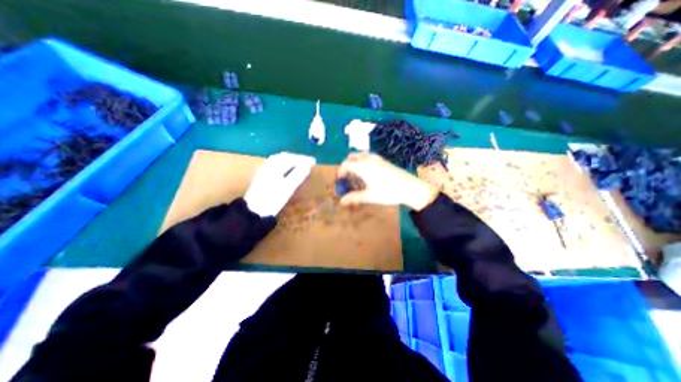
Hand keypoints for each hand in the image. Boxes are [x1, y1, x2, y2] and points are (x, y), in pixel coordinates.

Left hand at [246, 152, 316, 217]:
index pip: (291, 158)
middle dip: (297, 157)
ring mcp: (264, 171)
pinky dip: (283, 163)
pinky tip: (286, 168)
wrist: (254, 211)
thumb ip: (298, 175)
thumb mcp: (288, 188)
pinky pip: (274, 164)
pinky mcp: (262, 176)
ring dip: (290, 159)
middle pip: (284, 156)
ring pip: (278, 159)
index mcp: (275, 167)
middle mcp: (269, 166)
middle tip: (308, 161)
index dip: (303, 159)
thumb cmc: (273, 199)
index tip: (313, 161)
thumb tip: (308, 165)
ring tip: (299, 163)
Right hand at [337, 152, 438, 211]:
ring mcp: (377, 159)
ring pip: (361, 155)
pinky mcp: (383, 160)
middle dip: (347, 164)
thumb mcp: (370, 196)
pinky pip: (368, 156)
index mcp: (363, 167)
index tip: (340, 179)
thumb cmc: (388, 192)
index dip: (341, 171)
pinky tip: (368, 172)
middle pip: (352, 156)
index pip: (346, 164)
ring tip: (356, 174)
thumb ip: (355, 197)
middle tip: (347, 176)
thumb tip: (341, 201)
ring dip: (355, 162)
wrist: (409, 187)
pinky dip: (363, 161)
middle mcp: (369, 159)